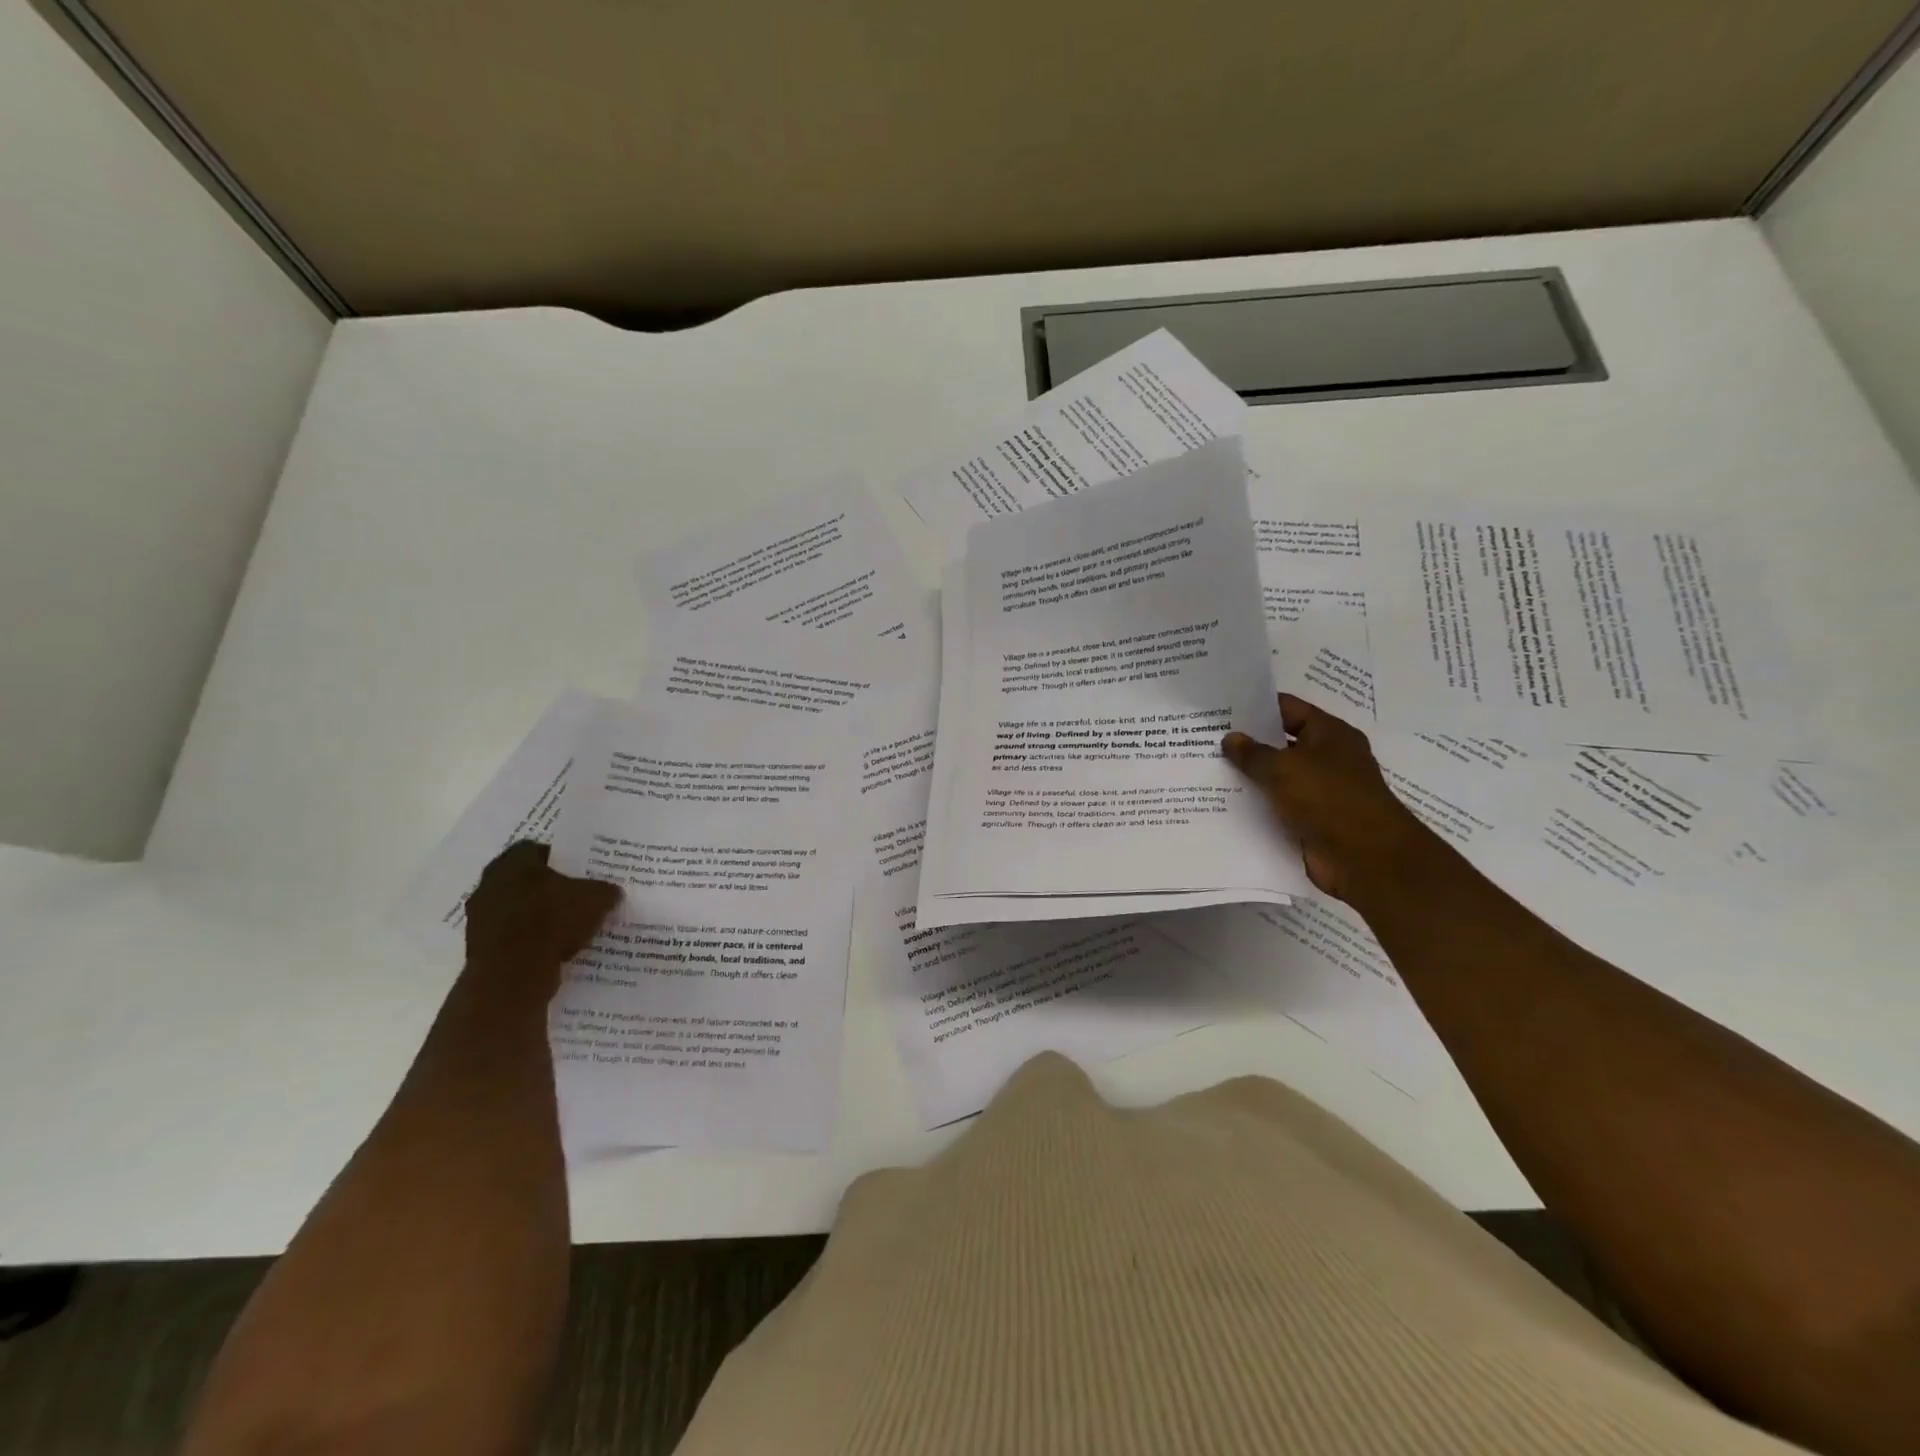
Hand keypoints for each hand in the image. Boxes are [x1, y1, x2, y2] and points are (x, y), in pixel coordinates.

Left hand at [463, 841, 621, 995]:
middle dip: (547, 888)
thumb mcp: (597, 899)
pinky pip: (510, 935)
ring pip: (515, 908)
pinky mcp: (478, 947)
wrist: (514, 974)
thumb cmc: (553, 921)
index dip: (560, 859)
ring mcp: (479, 917)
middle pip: (524, 879)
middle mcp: (489, 883)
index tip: (579, 872)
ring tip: (566, 927)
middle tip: (574, 897)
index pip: (537, 849)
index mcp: (513, 862)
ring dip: (536, 915)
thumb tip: (611, 892)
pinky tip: (551, 949)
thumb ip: (605, 890)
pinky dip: (527, 939)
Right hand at [1222, 694, 1438, 904]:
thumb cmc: (1328, 798)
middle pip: (1282, 743)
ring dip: (1250, 777)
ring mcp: (1321, 792)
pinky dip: (1258, 806)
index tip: (1223, 708)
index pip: (1289, 709)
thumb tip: (1230, 738)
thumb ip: (1252, 753)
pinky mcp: (1313, 821)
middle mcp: (1328, 759)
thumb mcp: (1283, 768)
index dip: (1257, 707)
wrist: (1365, 858)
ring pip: (1278, 778)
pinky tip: (1225, 803)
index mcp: (1330, 734)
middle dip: (1248, 743)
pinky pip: (1279, 807)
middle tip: (1207, 739)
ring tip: (1208, 770)